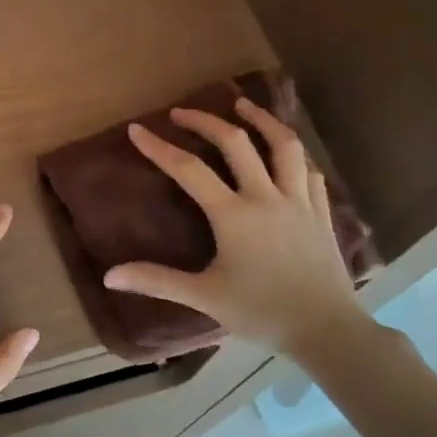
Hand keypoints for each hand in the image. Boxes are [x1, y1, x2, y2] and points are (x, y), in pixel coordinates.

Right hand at [103, 97, 371, 355]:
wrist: (327, 330)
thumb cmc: (262, 313)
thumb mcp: (204, 297)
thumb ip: (157, 281)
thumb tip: (109, 276)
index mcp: (233, 214)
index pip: (188, 170)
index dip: (159, 147)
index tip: (137, 129)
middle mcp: (266, 196)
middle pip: (236, 143)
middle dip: (206, 121)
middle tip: (183, 111)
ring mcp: (299, 201)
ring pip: (284, 146)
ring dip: (262, 120)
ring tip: (243, 105)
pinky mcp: (322, 213)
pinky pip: (309, 171)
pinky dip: (293, 155)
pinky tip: (286, 154)